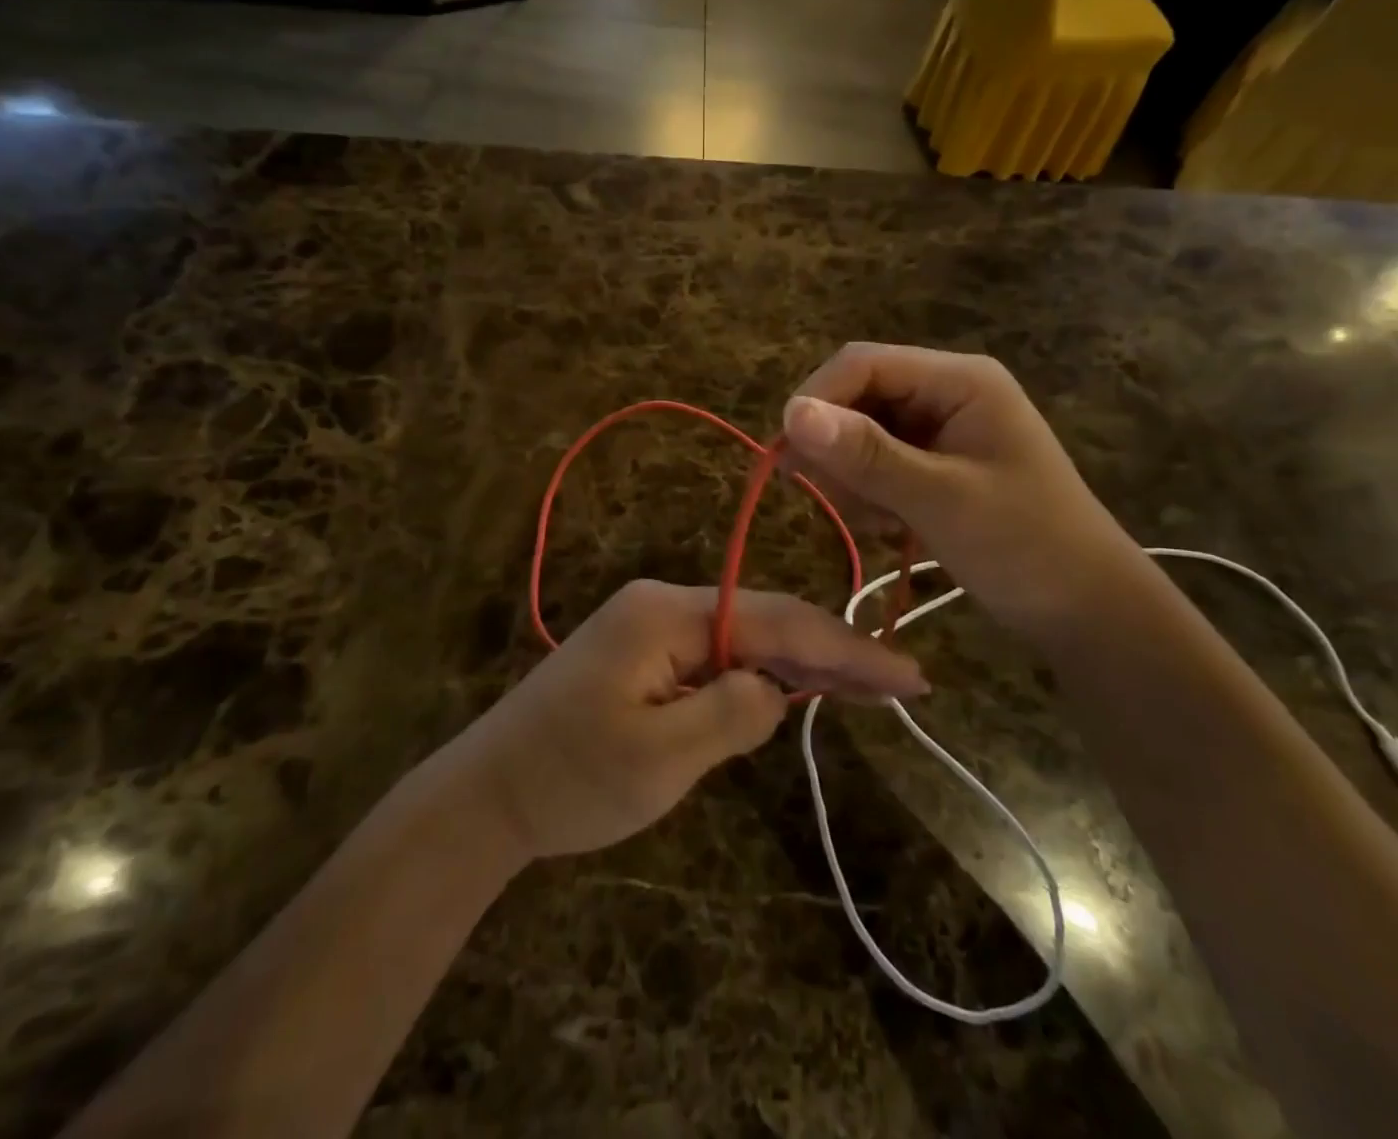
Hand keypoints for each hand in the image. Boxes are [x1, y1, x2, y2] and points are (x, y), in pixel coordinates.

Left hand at [449, 580, 929, 862]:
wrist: (490, 793)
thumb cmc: (572, 779)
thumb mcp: (661, 757)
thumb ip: (732, 713)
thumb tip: (778, 690)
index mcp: (668, 614)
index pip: (776, 622)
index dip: (845, 648)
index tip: (907, 675)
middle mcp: (665, 605)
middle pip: (766, 621)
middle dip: (833, 652)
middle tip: (902, 683)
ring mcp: (653, 627)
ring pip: (747, 637)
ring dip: (802, 663)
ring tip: (867, 687)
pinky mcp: (647, 654)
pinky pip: (719, 655)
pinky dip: (763, 674)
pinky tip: (799, 689)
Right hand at [782, 343, 1140, 632]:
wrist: (1085, 609)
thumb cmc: (1025, 546)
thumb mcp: (941, 499)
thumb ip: (867, 454)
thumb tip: (791, 412)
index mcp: (959, 380)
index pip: (863, 364)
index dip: (817, 400)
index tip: (786, 456)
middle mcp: (947, 392)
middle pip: (858, 398)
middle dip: (838, 449)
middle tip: (835, 502)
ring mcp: (941, 429)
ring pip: (861, 435)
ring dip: (854, 480)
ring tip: (881, 525)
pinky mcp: (935, 464)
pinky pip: (878, 465)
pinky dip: (871, 496)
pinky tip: (893, 529)